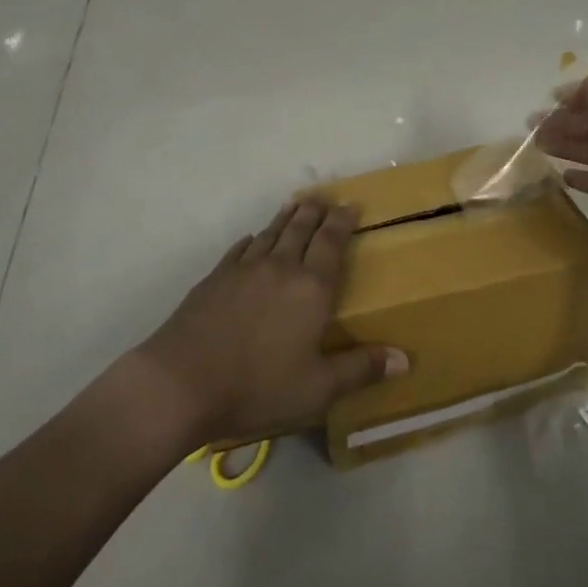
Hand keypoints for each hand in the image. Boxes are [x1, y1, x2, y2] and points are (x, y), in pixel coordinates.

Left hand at [133, 195, 407, 447]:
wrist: (183, 381)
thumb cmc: (258, 387)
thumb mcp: (318, 389)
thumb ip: (360, 370)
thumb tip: (405, 358)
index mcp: (311, 288)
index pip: (331, 243)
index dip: (342, 222)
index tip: (350, 205)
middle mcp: (281, 267)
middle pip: (301, 229)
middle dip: (316, 212)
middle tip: (324, 198)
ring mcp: (244, 268)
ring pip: (271, 233)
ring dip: (286, 217)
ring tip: (295, 205)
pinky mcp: (216, 277)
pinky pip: (240, 249)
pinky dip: (252, 240)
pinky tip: (252, 240)